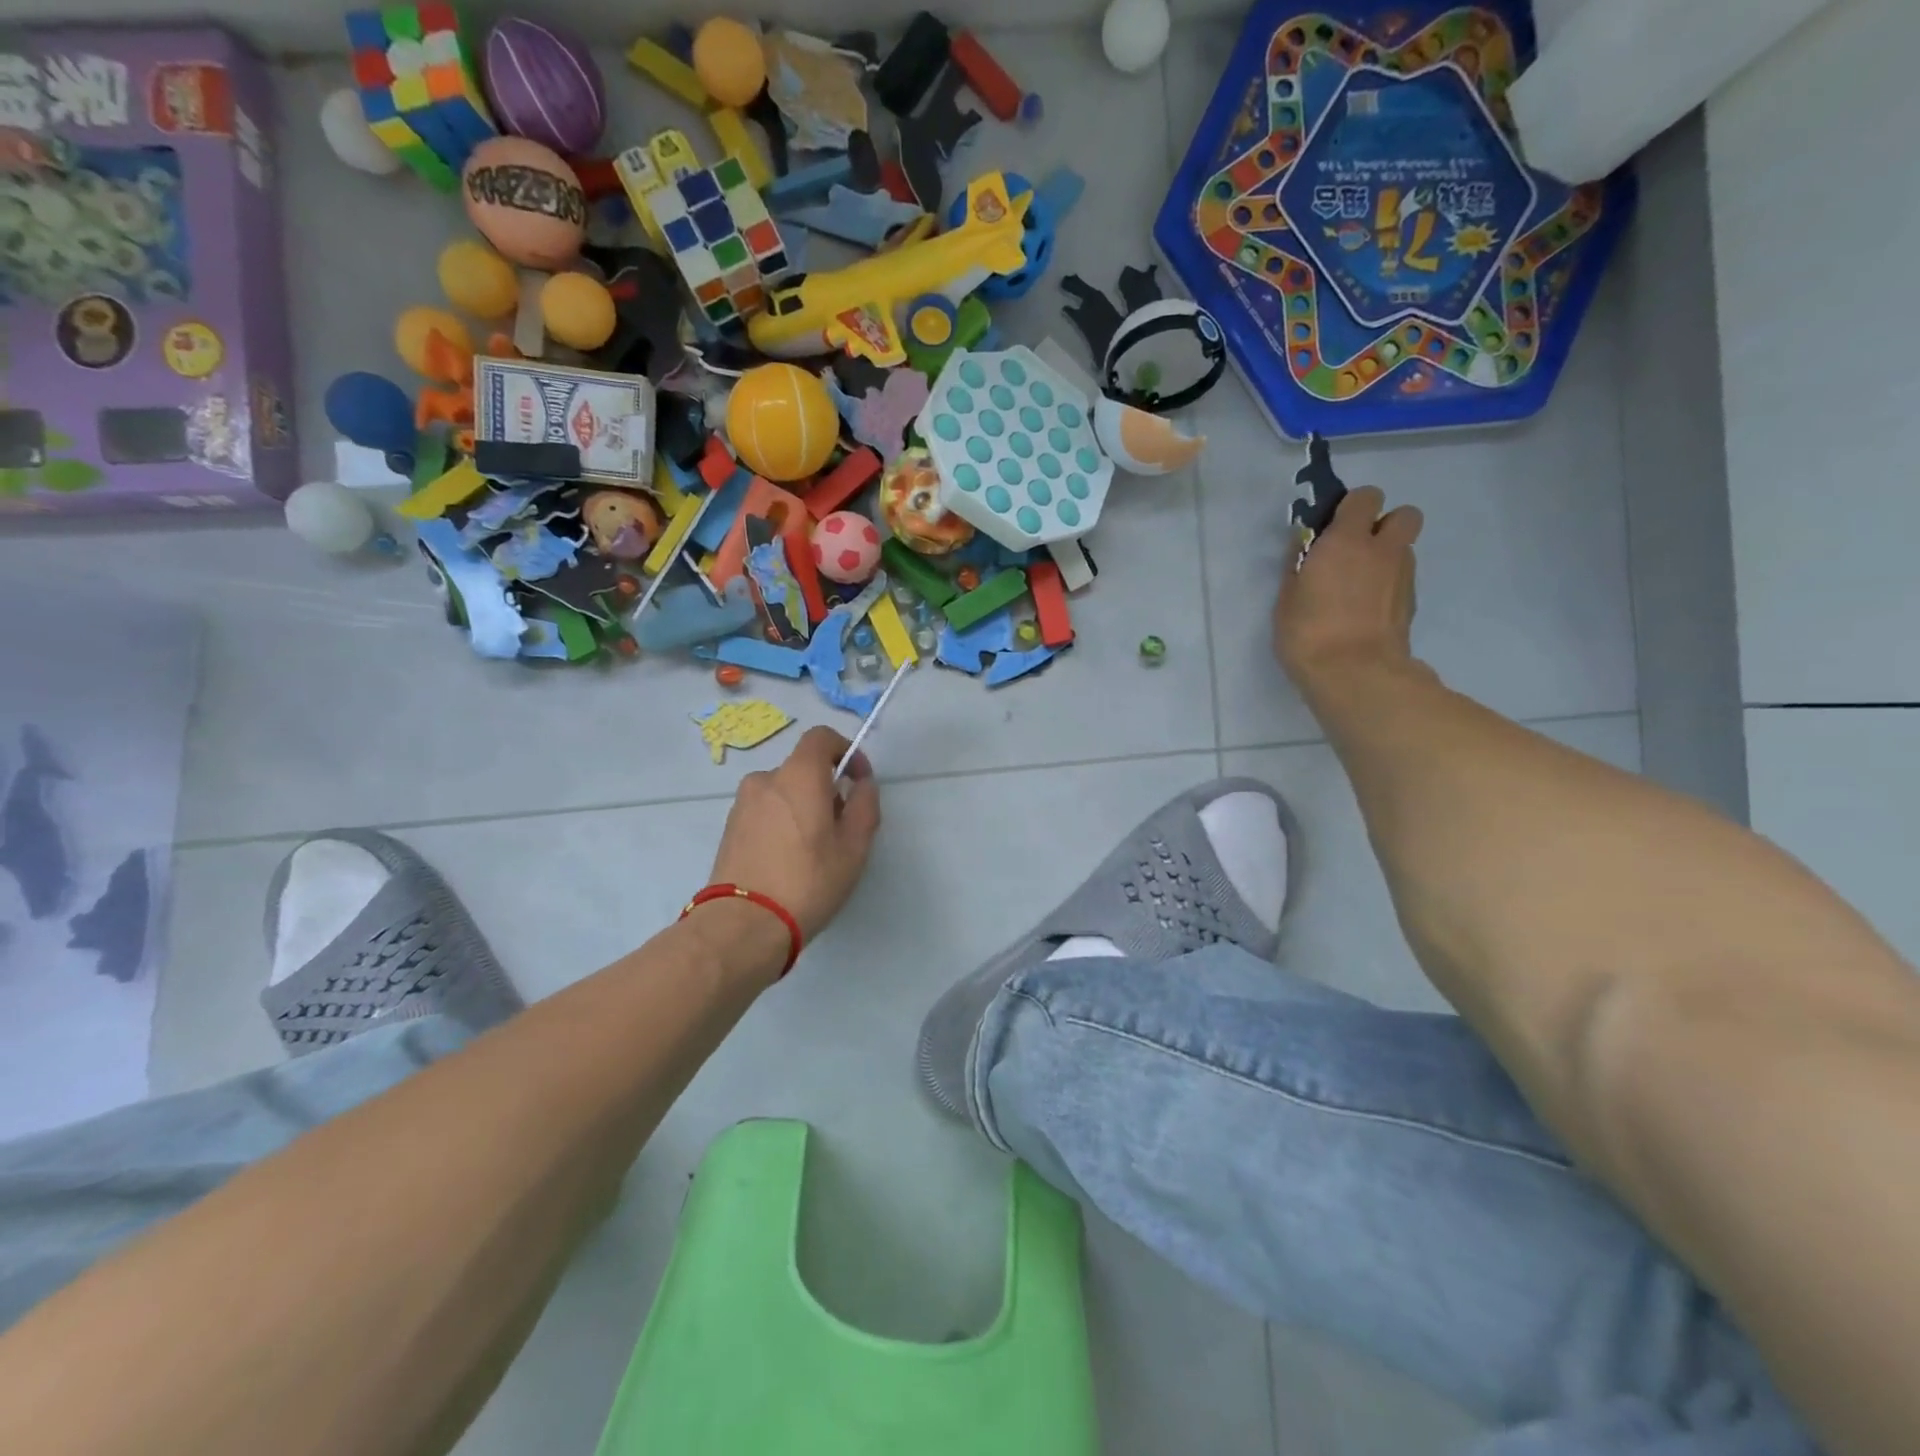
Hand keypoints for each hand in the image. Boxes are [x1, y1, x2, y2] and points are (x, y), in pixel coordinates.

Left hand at [706, 727, 881, 945]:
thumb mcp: (854, 847)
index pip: (821, 737)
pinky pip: (765, 811)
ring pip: (783, 791)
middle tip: (841, 826)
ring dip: (802, 806)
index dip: (845, 750)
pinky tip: (789, 858)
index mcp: (798, 775)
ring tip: (814, 848)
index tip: (858, 780)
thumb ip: (864, 806)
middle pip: (803, 768)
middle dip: (826, 787)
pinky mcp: (729, 828)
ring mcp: (742, 804)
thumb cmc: (808, 881)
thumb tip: (862, 784)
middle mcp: (766, 779)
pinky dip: (782, 821)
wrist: (743, 924)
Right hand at [1275, 486, 1423, 693]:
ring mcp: (1403, 576)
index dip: (1351, 508)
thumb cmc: (1308, 632)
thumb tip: (1303, 544)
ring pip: (1404, 549)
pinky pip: (1402, 579)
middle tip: (1356, 550)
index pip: (1365, 497)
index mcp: (1346, 540)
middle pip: (1404, 514)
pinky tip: (1366, 611)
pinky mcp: (1411, 603)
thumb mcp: (1287, 597)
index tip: (1331, 528)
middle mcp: (1382, 550)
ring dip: (1386, 557)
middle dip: (1384, 525)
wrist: (1355, 674)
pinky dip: (1388, 586)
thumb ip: (1298, 564)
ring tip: (1358, 586)